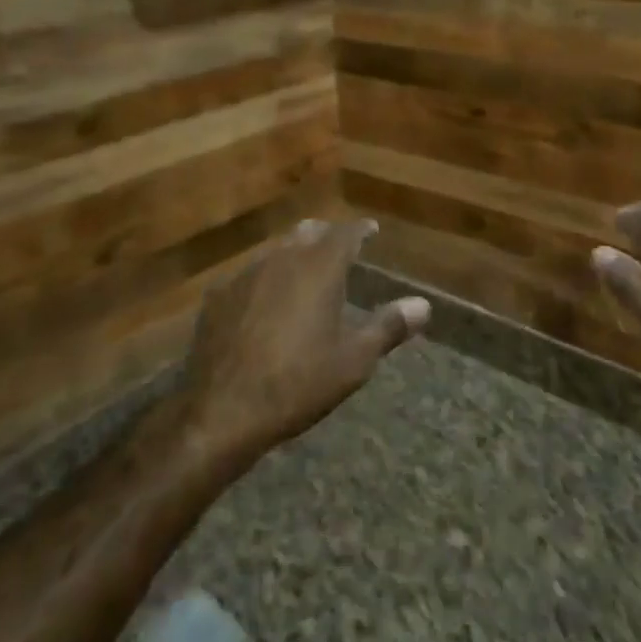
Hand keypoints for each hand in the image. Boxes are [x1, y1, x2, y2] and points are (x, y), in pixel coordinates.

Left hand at [179, 218, 428, 464]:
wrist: (220, 411)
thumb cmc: (298, 383)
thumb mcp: (354, 360)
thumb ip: (389, 326)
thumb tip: (423, 305)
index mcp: (319, 267)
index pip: (346, 233)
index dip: (361, 230)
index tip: (371, 230)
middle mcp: (282, 259)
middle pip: (308, 233)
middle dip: (326, 236)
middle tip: (340, 250)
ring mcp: (245, 275)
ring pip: (276, 251)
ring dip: (295, 255)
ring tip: (304, 275)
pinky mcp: (218, 296)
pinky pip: (249, 275)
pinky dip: (265, 279)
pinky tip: (264, 303)